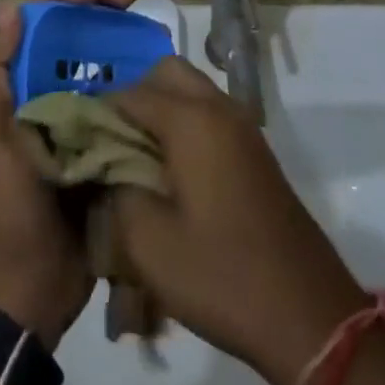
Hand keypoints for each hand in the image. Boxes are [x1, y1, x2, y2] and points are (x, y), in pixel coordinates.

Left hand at [0, 0, 140, 344]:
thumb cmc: (5, 200)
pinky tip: (160, 76)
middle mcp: (44, 92)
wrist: (30, 284)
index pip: (41, 23)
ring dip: (122, 41)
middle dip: (102, 9)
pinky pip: (120, 103)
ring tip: (153, 30)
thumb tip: (13, 9)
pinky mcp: (102, 146)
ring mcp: (76, 119)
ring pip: (100, 64)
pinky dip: (136, 84)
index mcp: (16, 83)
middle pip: (75, 35)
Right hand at [105, 59, 367, 384]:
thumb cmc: (222, 274)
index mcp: (191, 119)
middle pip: (166, 73)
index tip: (78, 139)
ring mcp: (242, 125)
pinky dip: (185, 122)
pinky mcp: (255, 149)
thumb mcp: (149, 244)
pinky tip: (171, 170)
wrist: (306, 312)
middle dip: (134, 96)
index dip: (99, 112)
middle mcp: (218, 107)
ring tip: (137, 156)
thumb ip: (115, 191)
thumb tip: (102, 164)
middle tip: (112, 141)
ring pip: (191, 89)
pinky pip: (210, 112)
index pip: (130, 93)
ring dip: (161, 108)